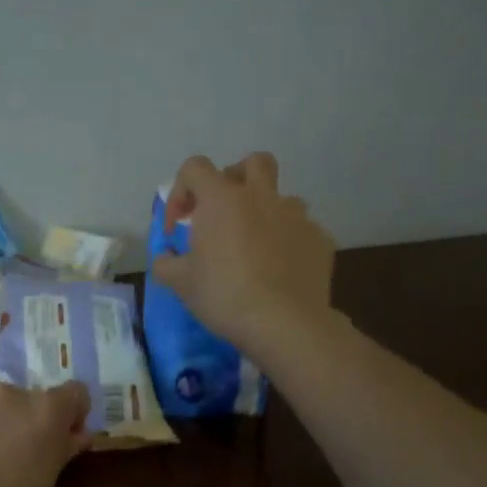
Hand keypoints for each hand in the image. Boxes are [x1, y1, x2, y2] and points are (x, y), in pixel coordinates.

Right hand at [151, 152, 335, 356]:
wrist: (285, 324)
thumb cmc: (224, 295)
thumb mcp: (180, 283)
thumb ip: (166, 262)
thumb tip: (166, 257)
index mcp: (222, 199)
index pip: (195, 168)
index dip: (181, 191)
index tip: (179, 226)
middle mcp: (261, 197)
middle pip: (254, 162)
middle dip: (236, 177)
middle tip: (225, 210)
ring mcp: (296, 216)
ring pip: (282, 198)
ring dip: (266, 212)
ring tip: (256, 246)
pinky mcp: (320, 239)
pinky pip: (301, 230)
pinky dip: (289, 242)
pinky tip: (281, 270)